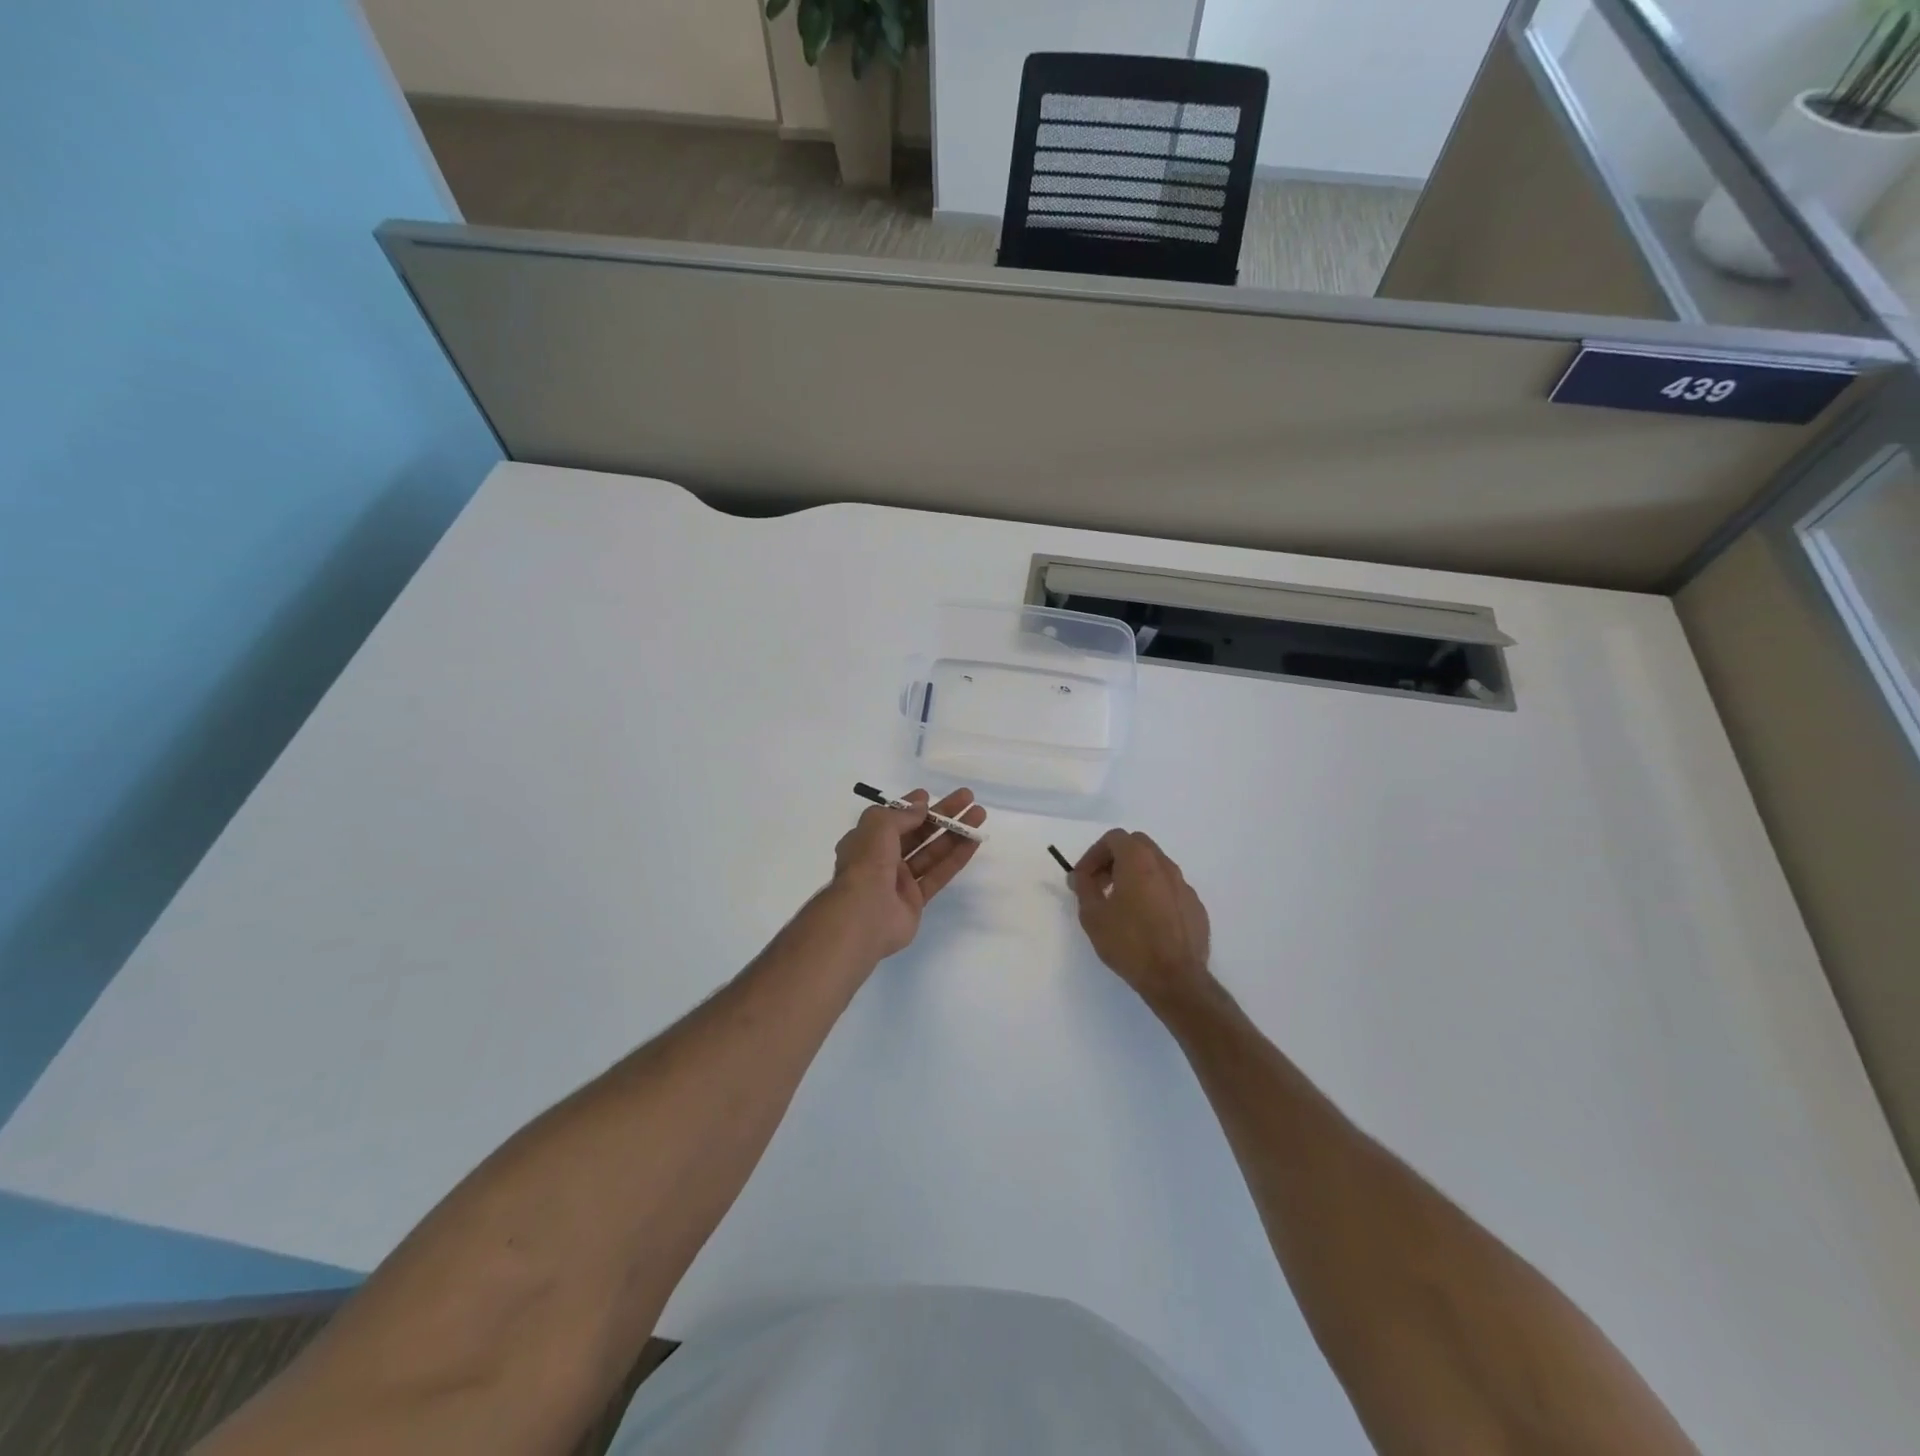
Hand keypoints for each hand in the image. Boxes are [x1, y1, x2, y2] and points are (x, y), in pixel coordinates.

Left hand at [826, 788, 987, 961]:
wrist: (864, 918)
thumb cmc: (866, 865)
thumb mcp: (878, 827)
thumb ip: (902, 815)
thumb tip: (921, 807)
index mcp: (865, 841)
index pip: (891, 819)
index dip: (910, 806)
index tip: (928, 795)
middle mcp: (881, 859)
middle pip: (916, 833)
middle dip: (941, 815)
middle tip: (967, 798)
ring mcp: (899, 882)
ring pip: (931, 852)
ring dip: (954, 833)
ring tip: (978, 815)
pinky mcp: (915, 901)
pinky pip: (938, 874)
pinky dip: (956, 858)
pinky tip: (974, 841)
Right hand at [1070, 829, 1213, 1012]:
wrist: (1176, 979)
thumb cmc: (1129, 943)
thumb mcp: (1093, 915)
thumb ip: (1084, 887)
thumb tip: (1080, 876)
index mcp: (1139, 861)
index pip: (1114, 838)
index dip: (1093, 854)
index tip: (1083, 877)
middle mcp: (1165, 866)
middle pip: (1137, 846)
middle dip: (1115, 859)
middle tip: (1100, 884)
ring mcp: (1184, 886)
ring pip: (1156, 866)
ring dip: (1135, 875)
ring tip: (1121, 904)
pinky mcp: (1196, 907)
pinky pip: (1170, 889)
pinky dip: (1154, 893)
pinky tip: (1146, 921)